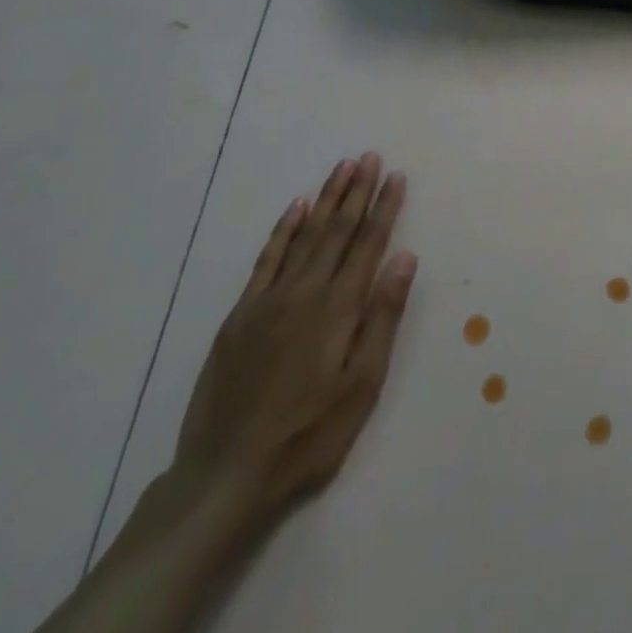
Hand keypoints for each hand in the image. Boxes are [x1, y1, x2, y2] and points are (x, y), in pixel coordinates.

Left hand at [174, 154, 416, 520]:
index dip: (384, 208)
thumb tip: (405, 258)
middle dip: (357, 191)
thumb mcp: (362, 385)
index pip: (368, 244)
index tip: (396, 176)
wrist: (226, 475)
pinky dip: (283, 230)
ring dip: (326, 199)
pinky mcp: (241, 315)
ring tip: (342, 168)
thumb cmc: (309, 434)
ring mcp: (268, 300)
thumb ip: (383, 317)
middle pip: (336, 230)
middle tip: (370, 157)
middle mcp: (304, 292)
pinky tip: (296, 208)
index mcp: (337, 308)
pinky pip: (266, 259)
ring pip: (304, 236)